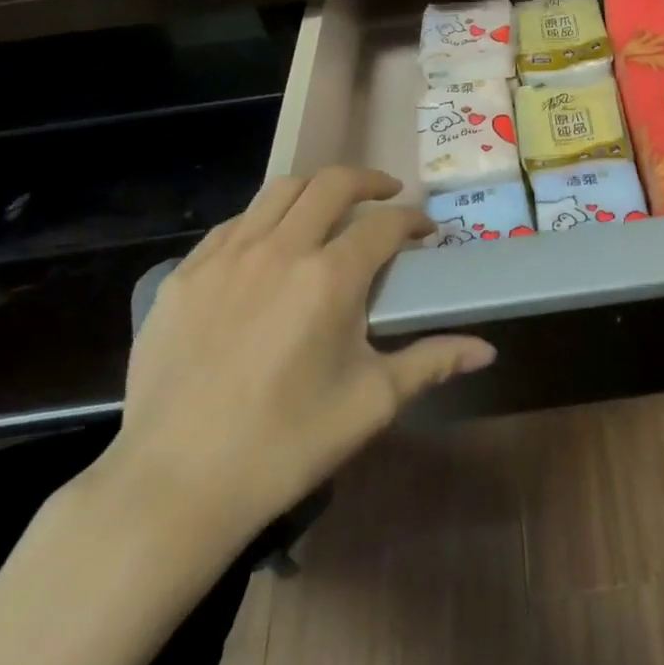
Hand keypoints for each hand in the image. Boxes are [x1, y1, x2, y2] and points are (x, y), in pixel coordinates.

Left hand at [92, 167, 494, 565]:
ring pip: (278, 191)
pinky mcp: (184, 275)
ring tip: (333, 207)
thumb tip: (486, 350)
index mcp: (330, 277)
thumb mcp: (371, 402)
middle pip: (331, 184)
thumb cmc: (286, 443)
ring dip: (316, 189)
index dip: (414, 221)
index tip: (427, 233)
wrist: (176, 483)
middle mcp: (279, 249)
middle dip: (369, 182)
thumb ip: (432, 362)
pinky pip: (234, 224)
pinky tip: (271, 246)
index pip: (385, 225)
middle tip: (387, 196)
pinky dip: (266, 219)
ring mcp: (224, 257)